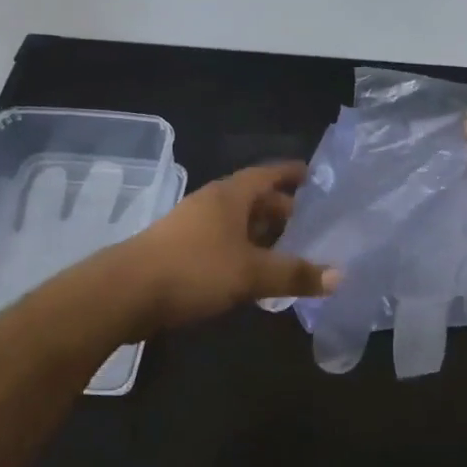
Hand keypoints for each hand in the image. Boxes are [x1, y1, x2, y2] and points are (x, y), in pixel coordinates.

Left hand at [120, 162, 338, 330]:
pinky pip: (222, 242)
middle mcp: (212, 203)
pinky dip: (243, 251)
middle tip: (311, 223)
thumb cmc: (195, 269)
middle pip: (253, 199)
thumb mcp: (251, 273)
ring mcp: (192, 226)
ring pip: (237, 223)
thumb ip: (295, 274)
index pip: (268, 174)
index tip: (315, 177)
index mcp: (230, 195)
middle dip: (281, 209)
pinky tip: (254, 274)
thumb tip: (340, 276)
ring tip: (290, 250)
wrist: (125, 292)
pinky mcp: (180, 250)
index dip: (292, 174)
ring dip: (262, 234)